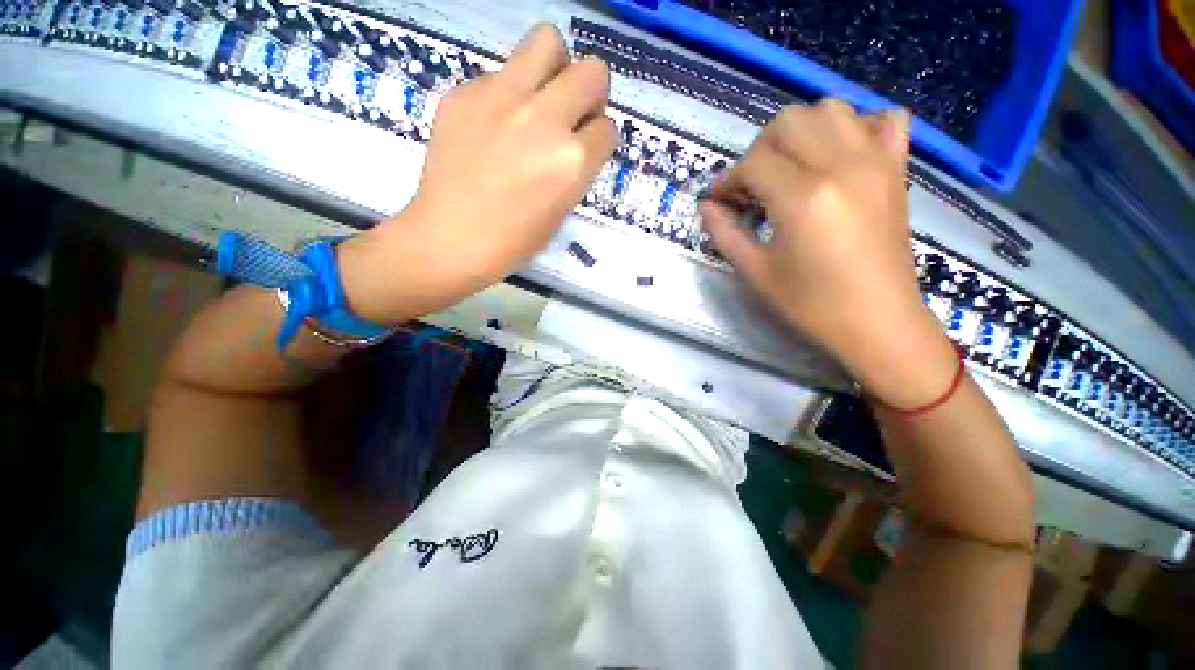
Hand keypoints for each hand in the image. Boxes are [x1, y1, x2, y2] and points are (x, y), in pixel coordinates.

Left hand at [339, 23, 616, 321]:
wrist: (451, 239)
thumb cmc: (513, 241)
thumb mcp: (561, 210)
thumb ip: (577, 169)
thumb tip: (579, 140)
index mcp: (572, 162)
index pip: (608, 128)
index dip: (599, 139)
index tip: (586, 147)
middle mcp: (544, 120)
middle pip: (592, 71)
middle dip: (590, 92)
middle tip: (572, 113)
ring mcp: (502, 98)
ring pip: (547, 42)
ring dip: (554, 67)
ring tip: (539, 96)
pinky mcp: (466, 91)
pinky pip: (501, 72)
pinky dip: (507, 92)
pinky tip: (493, 122)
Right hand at [701, 100, 956, 408]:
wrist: (877, 322)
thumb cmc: (810, 304)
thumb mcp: (756, 272)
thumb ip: (725, 233)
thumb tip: (706, 206)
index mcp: (802, 197)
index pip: (753, 163)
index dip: (728, 179)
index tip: (719, 200)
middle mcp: (841, 165)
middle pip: (788, 121)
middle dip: (759, 149)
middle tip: (752, 185)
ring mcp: (876, 162)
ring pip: (831, 109)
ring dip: (800, 131)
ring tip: (789, 167)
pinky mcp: (897, 169)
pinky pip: (883, 119)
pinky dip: (857, 125)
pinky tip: (840, 154)